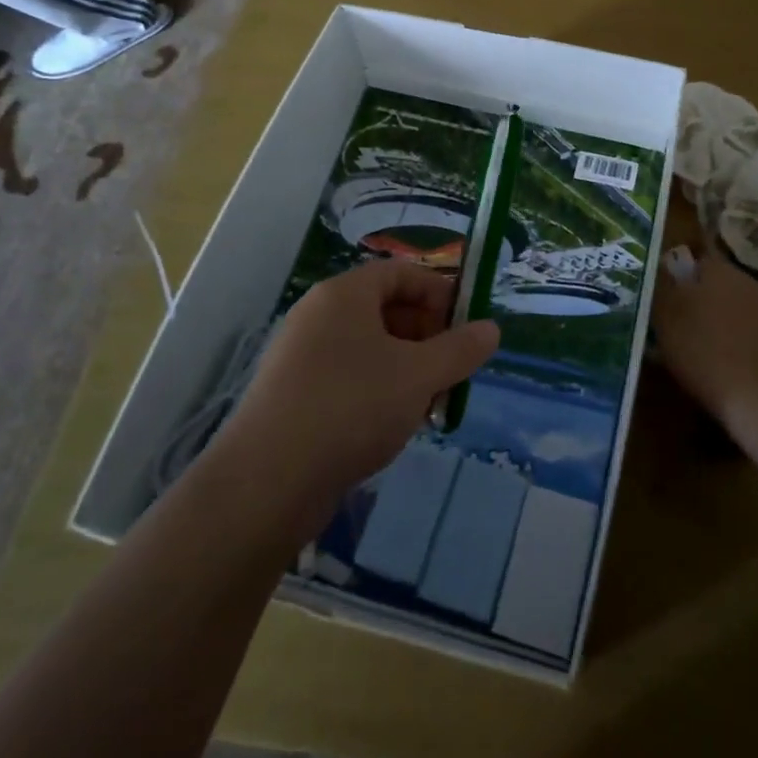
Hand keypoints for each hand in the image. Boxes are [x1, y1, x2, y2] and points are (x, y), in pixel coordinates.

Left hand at [229, 260, 499, 513]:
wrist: (266, 484)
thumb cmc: (351, 408)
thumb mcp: (419, 376)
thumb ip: (460, 349)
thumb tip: (491, 329)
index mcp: (344, 294)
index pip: (402, 273)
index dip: (439, 294)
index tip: (465, 330)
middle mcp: (319, 315)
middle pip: (386, 309)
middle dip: (427, 338)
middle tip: (450, 373)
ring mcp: (301, 355)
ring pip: (369, 347)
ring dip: (406, 369)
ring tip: (427, 406)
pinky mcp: (292, 395)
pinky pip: (347, 376)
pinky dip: (377, 391)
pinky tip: (391, 427)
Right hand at [654, 246, 757, 425]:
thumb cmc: (706, 351)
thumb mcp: (666, 317)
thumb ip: (660, 286)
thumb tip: (657, 266)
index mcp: (717, 268)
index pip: (693, 257)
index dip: (675, 273)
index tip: (662, 293)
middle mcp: (745, 279)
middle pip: (713, 282)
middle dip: (695, 297)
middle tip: (674, 322)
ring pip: (730, 306)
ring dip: (715, 319)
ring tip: (696, 347)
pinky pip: (746, 329)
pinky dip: (734, 340)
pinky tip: (722, 363)